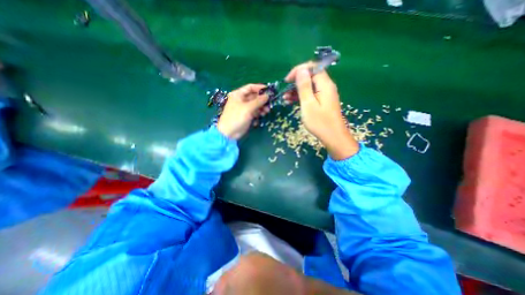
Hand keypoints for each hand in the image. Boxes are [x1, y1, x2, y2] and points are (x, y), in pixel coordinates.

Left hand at [216, 83, 267, 138]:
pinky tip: (259, 119)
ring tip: (266, 112)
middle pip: (254, 97)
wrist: (229, 133)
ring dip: (261, 108)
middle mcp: (241, 100)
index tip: (269, 91)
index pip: (250, 87)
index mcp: (238, 94)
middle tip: (269, 104)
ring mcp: (244, 108)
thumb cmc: (237, 117)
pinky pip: (254, 112)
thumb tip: (268, 95)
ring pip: (255, 105)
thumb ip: (259, 101)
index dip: (260, 88)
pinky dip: (257, 114)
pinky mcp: (246, 116)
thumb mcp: (248, 108)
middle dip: (262, 100)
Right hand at [286, 62, 358, 159]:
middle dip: (296, 82)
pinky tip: (292, 102)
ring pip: (310, 86)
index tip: (287, 80)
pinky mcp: (323, 101)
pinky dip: (302, 96)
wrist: (333, 137)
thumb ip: (304, 86)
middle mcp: (326, 86)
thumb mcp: (308, 104)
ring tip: (285, 98)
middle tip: (285, 91)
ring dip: (297, 90)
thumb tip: (301, 69)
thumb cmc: (320, 122)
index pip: (312, 68)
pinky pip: (311, 94)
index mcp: (325, 84)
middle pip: (310, 76)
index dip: (298, 71)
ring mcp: (325, 94)